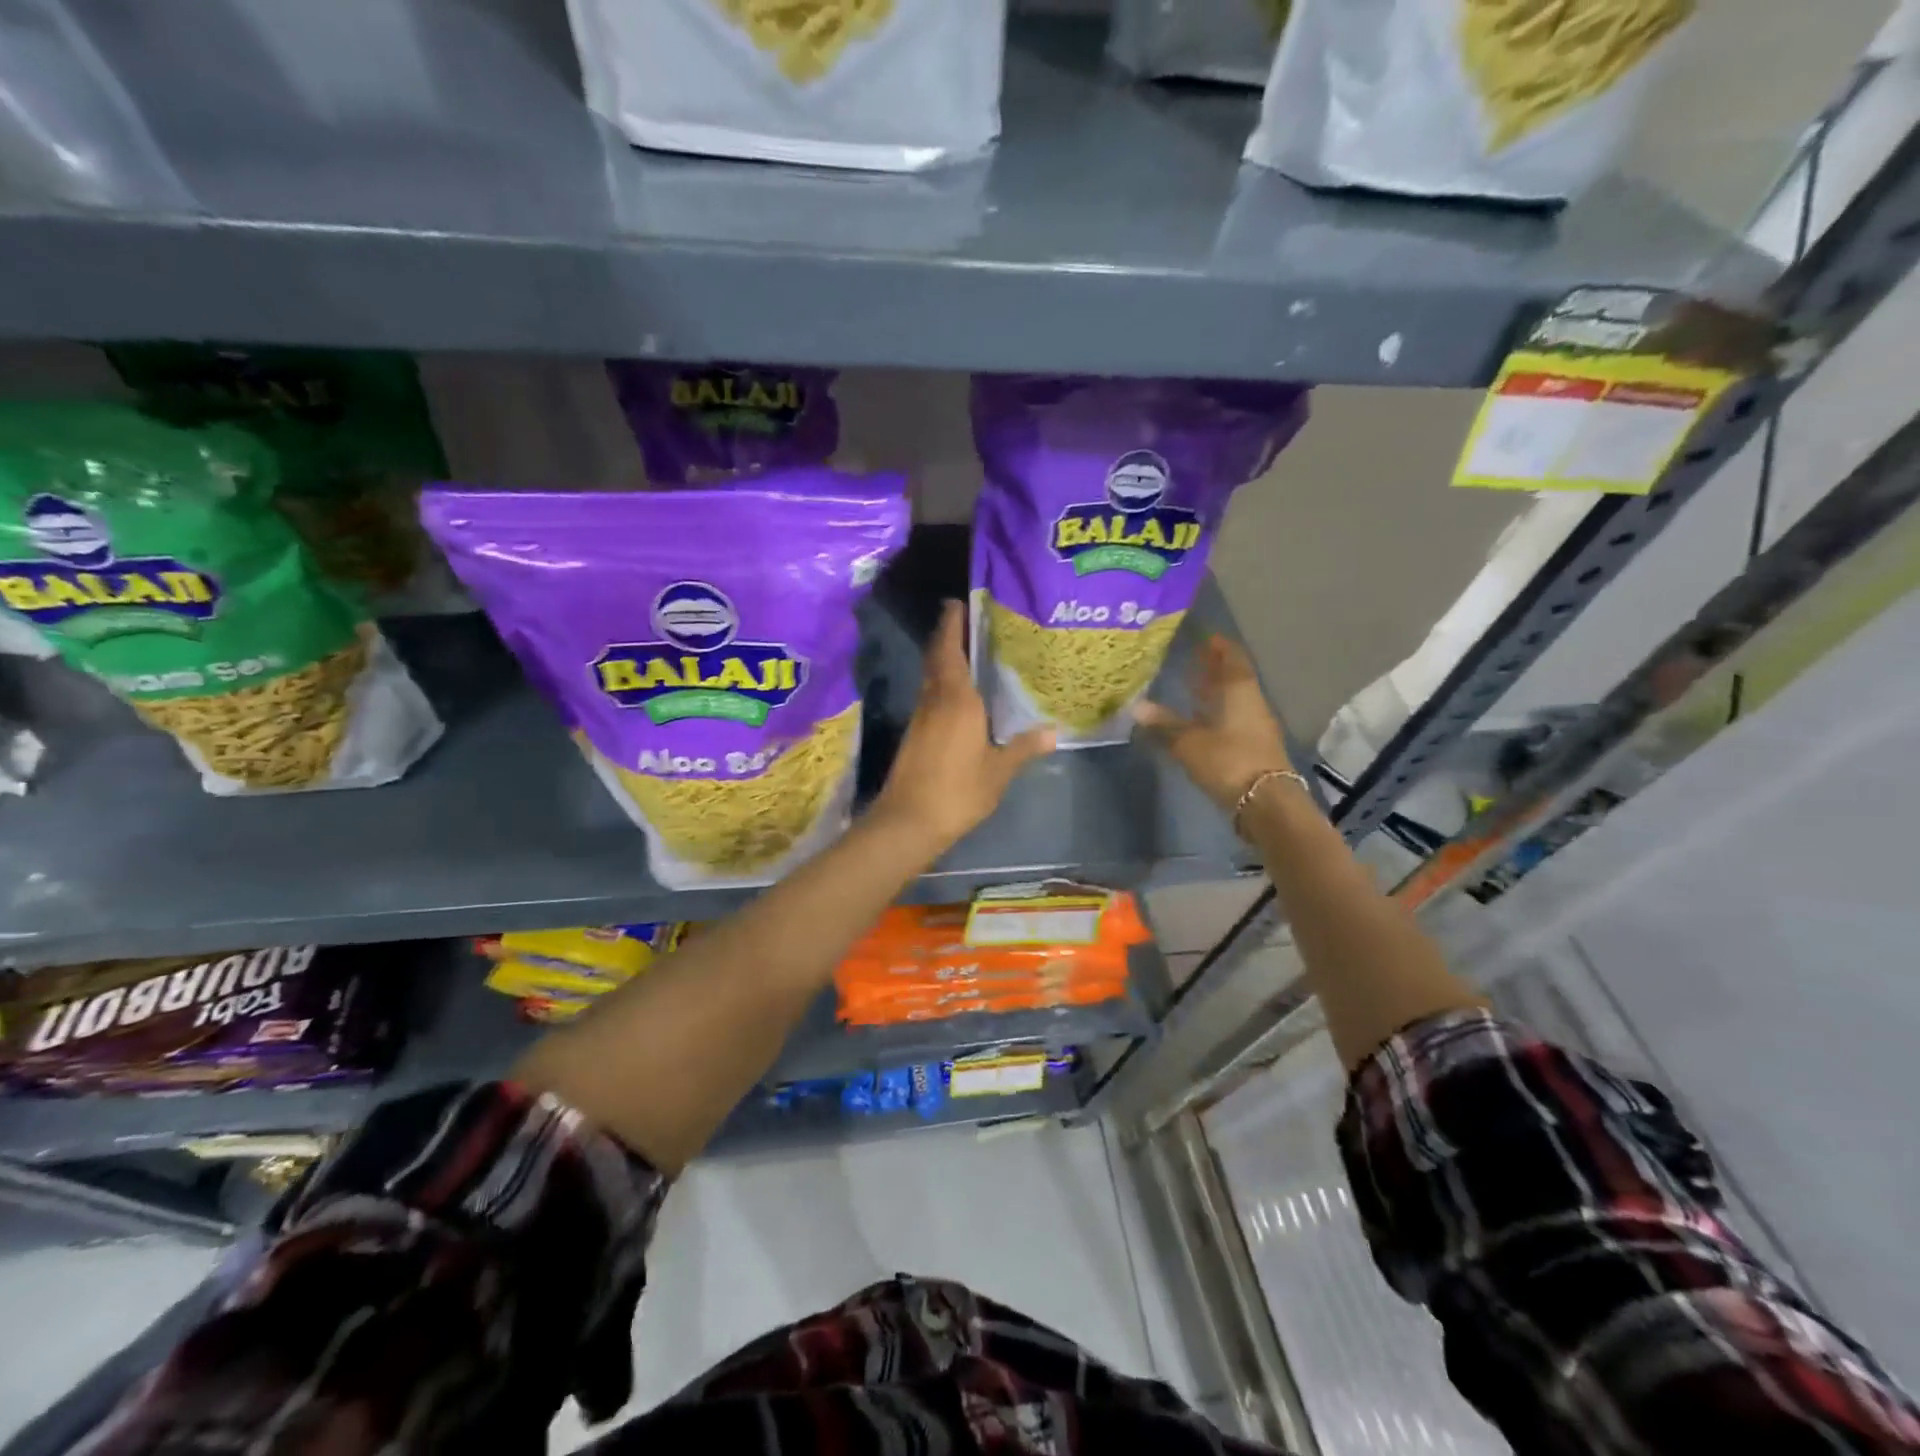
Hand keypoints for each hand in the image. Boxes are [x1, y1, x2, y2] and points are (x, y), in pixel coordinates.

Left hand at [871, 601, 1054, 851]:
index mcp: (956, 700)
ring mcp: (920, 717)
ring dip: (942, 659)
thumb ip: (1023, 748)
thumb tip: (1054, 732)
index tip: (956, 603)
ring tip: (966, 650)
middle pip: (937, 658)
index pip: (950, 651)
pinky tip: (957, 693)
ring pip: (931, 677)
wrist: (908, 821)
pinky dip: (941, 683)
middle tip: (965, 619)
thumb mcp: (998, 771)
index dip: (951, 625)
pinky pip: (929, 696)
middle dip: (946, 636)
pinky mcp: (914, 734)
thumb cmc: (958, 791)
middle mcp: (934, 700)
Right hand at [1133, 636, 1291, 813]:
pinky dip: (1214, 714)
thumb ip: (1164, 724)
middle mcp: (1250, 703)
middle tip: (1190, 659)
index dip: (1218, 646)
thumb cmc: (1228, 761)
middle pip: (1232, 678)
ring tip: (1190, 686)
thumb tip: (1136, 707)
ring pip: (1232, 700)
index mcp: (1239, 691)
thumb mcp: (1189, 742)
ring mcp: (1254, 726)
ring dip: (1214, 692)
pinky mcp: (1251, 748)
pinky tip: (1197, 719)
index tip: (1202, 637)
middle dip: (1213, 668)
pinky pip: (1230, 720)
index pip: (1231, 658)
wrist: (1265, 802)